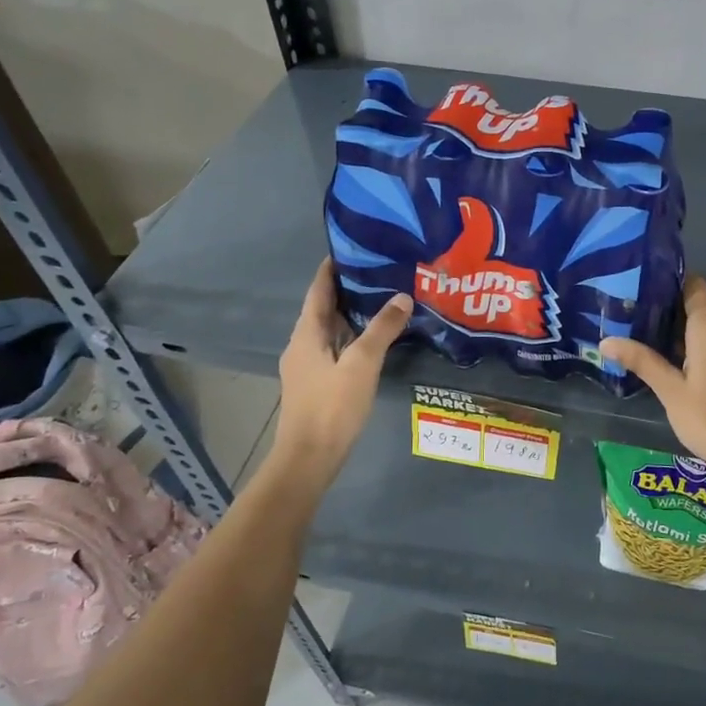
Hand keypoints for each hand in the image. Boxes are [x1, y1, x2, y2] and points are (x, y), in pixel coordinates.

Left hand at [274, 259, 411, 478]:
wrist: (309, 458)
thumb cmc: (332, 406)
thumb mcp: (362, 364)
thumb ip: (382, 329)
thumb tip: (402, 296)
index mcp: (307, 333)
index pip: (318, 289)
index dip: (333, 267)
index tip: (355, 248)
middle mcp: (302, 344)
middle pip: (324, 308)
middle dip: (349, 289)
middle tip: (381, 272)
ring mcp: (307, 366)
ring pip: (331, 330)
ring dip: (353, 314)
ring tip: (384, 300)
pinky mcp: (317, 384)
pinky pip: (335, 349)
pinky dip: (353, 337)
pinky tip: (375, 341)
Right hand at [601, 276, 705, 466]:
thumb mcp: (670, 391)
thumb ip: (641, 361)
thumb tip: (605, 341)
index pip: (694, 285)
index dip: (670, 283)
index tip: (643, 289)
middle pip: (700, 305)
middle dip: (671, 309)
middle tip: (636, 317)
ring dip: (685, 329)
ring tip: (650, 338)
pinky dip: (700, 344)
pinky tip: (677, 361)